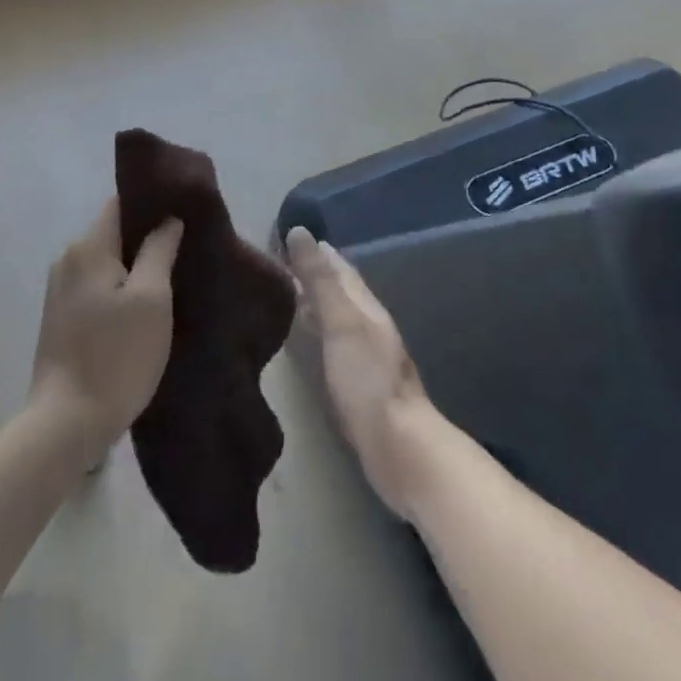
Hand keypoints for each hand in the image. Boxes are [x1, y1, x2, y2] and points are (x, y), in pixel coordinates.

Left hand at [29, 200, 183, 466]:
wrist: (66, 426)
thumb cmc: (116, 356)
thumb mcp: (151, 299)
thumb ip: (159, 250)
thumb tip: (168, 219)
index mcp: (88, 247)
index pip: (121, 203)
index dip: (152, 203)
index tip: (183, 211)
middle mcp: (68, 260)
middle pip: (114, 233)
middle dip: (147, 238)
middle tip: (185, 249)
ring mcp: (60, 291)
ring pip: (106, 262)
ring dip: (135, 267)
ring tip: (170, 279)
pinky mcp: (60, 319)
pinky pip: (97, 287)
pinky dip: (120, 289)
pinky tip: (143, 309)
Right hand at [286, 227, 436, 519]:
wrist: (400, 449)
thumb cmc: (368, 380)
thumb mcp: (341, 322)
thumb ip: (320, 279)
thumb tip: (299, 231)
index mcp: (365, 306)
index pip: (339, 268)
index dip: (316, 251)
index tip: (288, 236)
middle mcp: (368, 325)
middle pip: (340, 291)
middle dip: (314, 274)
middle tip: (280, 263)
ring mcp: (366, 357)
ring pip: (337, 318)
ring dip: (316, 303)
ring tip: (287, 296)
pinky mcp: (358, 386)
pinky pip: (334, 346)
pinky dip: (318, 334)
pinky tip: (306, 342)